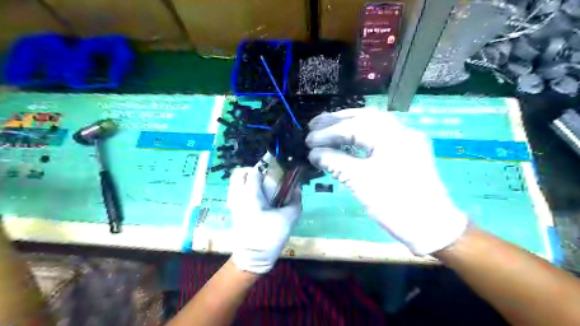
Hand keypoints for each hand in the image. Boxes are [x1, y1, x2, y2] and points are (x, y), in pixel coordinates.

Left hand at [227, 167, 301, 273]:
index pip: (254, 171)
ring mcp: (233, 203)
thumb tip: (297, 188)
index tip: (277, 168)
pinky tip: (258, 198)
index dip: (266, 166)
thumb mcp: (288, 218)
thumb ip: (295, 201)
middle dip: (252, 170)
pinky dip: (245, 188)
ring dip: (248, 179)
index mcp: (250, 195)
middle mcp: (238, 196)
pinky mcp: (233, 211)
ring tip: (262, 186)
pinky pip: (236, 192)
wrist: (252, 258)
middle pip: (239, 173)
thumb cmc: (269, 237)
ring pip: (235, 182)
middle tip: (266, 176)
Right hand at [307, 109, 464, 254]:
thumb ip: (335, 162)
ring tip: (326, 126)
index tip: (308, 141)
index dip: (328, 133)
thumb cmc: (396, 204)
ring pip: (372, 124)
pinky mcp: (405, 150)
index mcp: (392, 137)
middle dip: (337, 120)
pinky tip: (347, 138)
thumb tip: (313, 153)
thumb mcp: (361, 183)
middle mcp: (401, 131)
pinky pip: (379, 136)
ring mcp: (405, 140)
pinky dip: (360, 135)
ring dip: (348, 124)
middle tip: (314, 124)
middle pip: (364, 117)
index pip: (353, 127)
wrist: (431, 227)